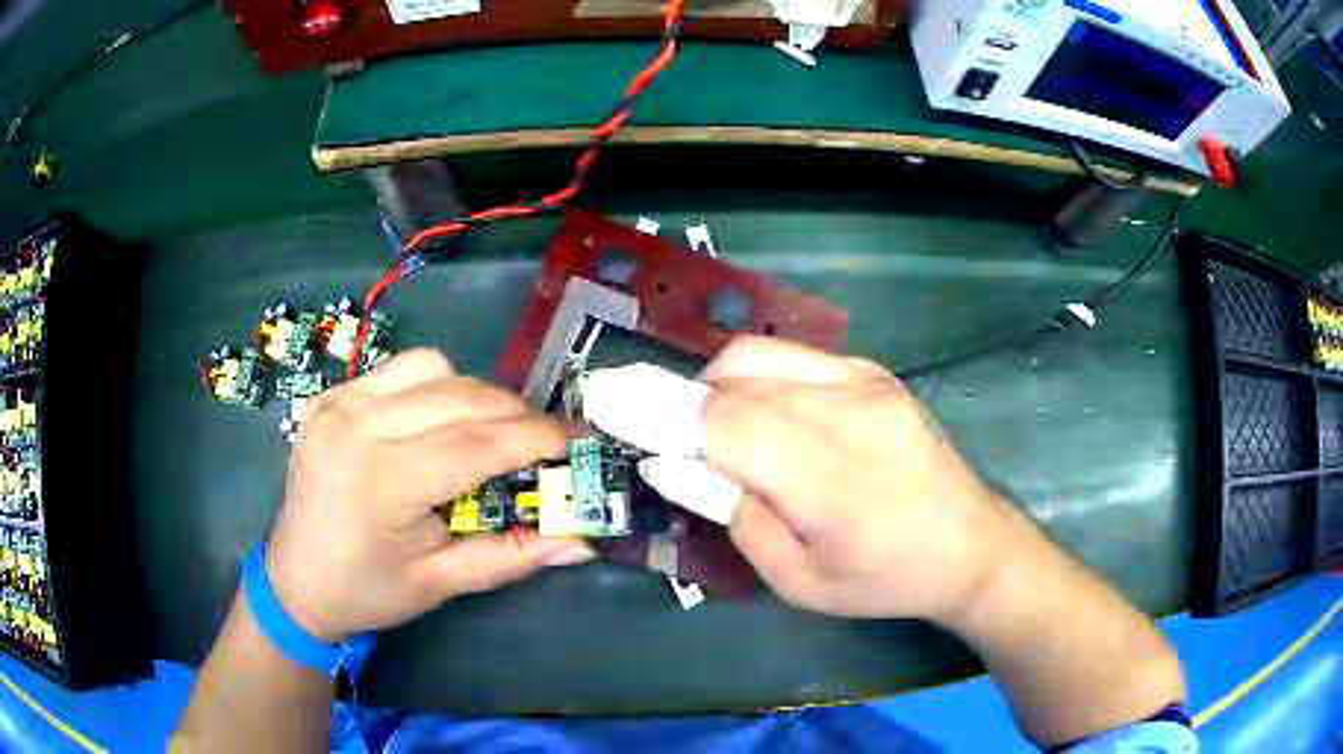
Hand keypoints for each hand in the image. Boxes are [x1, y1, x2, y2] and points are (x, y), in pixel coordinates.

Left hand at [265, 349, 594, 641]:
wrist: (295, 582)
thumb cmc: (367, 591)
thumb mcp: (440, 584)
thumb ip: (510, 556)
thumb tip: (580, 544)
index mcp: (382, 480)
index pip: (477, 443)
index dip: (537, 438)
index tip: (579, 440)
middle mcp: (357, 425)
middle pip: (460, 395)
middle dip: (516, 412)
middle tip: (544, 441)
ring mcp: (338, 402)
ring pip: (432, 366)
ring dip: (474, 394)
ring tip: (488, 431)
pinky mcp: (329, 395)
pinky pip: (398, 370)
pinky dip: (433, 387)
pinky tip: (436, 422)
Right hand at [700, 336, 1014, 622]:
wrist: (968, 544)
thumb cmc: (884, 579)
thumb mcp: (798, 582)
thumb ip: (736, 519)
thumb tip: (680, 466)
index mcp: (829, 480)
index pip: (725, 420)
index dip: (671, 420)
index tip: (646, 435)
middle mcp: (848, 413)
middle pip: (736, 375)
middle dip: (693, 403)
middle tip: (688, 443)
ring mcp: (866, 382)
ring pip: (760, 354)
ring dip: (724, 385)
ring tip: (727, 428)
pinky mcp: (876, 372)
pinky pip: (795, 355)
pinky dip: (763, 379)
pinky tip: (776, 416)